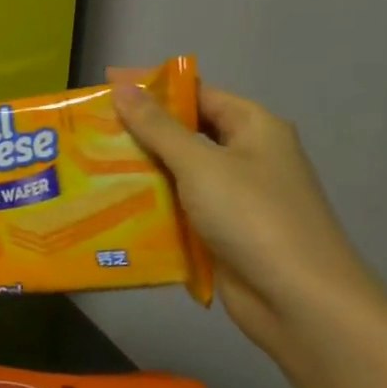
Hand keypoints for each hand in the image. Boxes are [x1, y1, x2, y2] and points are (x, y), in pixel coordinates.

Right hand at [112, 80, 386, 353]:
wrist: (298, 301)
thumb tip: (122, 86)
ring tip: (88, 166)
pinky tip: (110, 205)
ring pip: (178, 173)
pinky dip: (150, 206)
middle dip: (139, 133)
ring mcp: (235, 198)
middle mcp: (247, 157)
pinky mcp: (221, 232)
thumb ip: (158, 126)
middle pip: (185, 134)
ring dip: (140, 171)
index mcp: (254, 129)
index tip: (105, 90)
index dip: (153, 90)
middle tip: (88, 130)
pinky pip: (179, 208)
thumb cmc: (253, 217)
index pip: (198, 95)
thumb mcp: (200, 164)